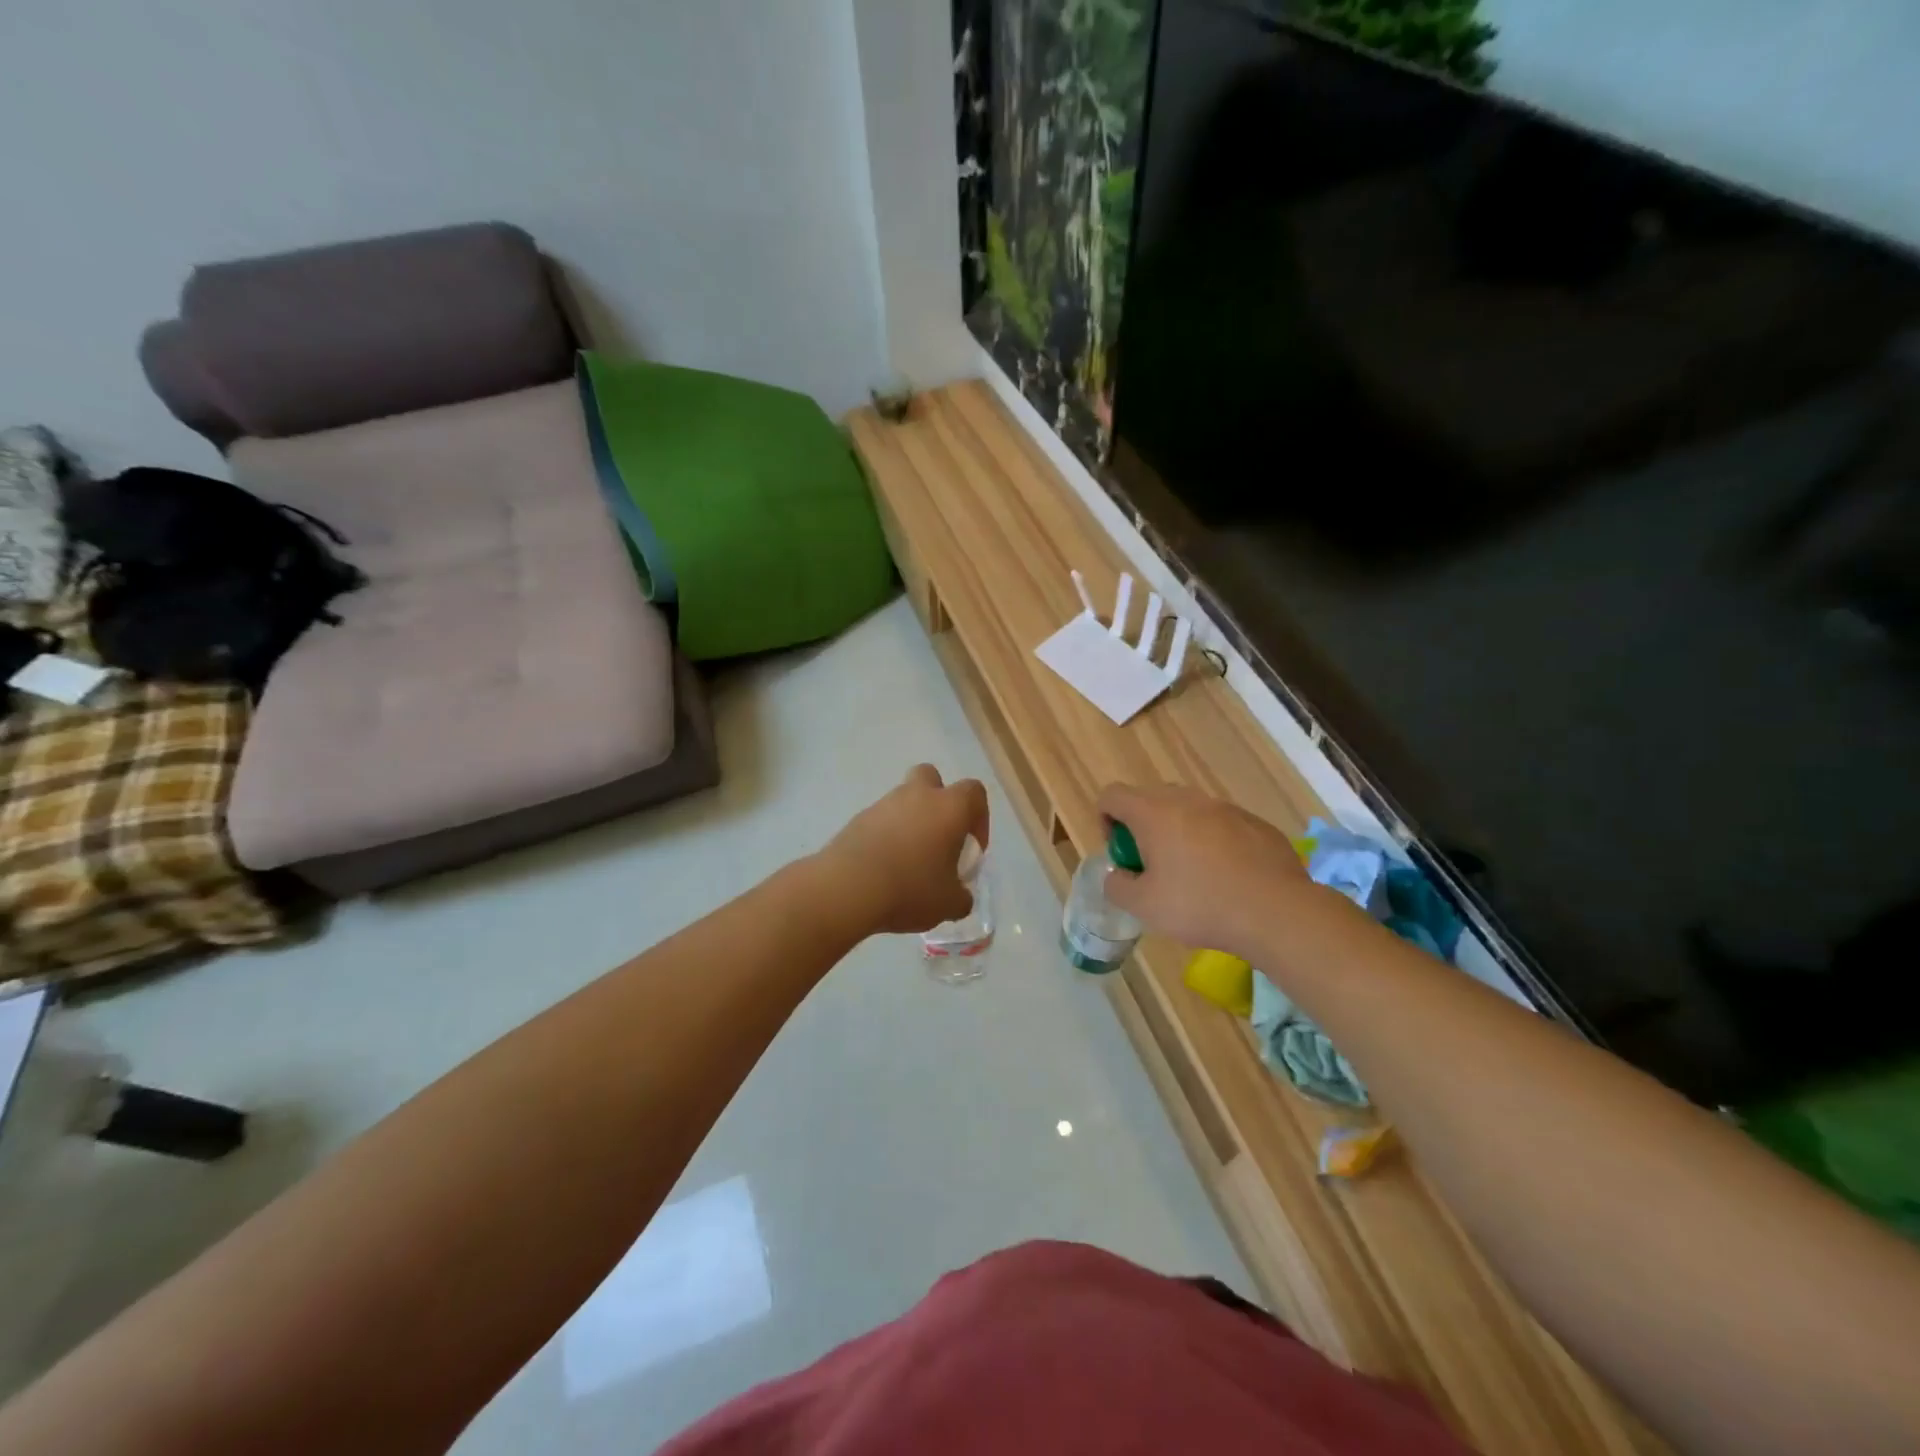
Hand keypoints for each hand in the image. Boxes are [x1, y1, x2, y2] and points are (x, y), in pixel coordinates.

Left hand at [818, 765, 990, 934]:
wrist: (847, 888)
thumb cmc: (911, 888)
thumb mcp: (949, 904)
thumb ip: (961, 897)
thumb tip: (960, 896)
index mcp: (949, 807)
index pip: (974, 793)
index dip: (979, 818)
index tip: (972, 848)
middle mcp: (917, 796)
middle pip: (932, 778)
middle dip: (938, 800)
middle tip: (938, 836)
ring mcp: (883, 804)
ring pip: (903, 801)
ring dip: (910, 822)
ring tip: (907, 863)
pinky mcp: (857, 819)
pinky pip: (880, 821)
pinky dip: (885, 837)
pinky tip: (883, 868)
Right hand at [1097, 783, 1308, 960]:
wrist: (1277, 912)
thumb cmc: (1200, 905)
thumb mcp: (1143, 906)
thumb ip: (1117, 886)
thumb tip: (1117, 875)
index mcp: (1154, 812)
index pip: (1113, 795)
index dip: (1105, 821)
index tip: (1121, 854)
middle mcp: (1188, 800)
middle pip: (1150, 800)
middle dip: (1143, 828)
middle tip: (1152, 867)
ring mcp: (1226, 808)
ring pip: (1189, 811)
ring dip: (1179, 834)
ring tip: (1192, 875)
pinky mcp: (1256, 823)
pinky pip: (1221, 825)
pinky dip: (1214, 843)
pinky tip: (1227, 878)